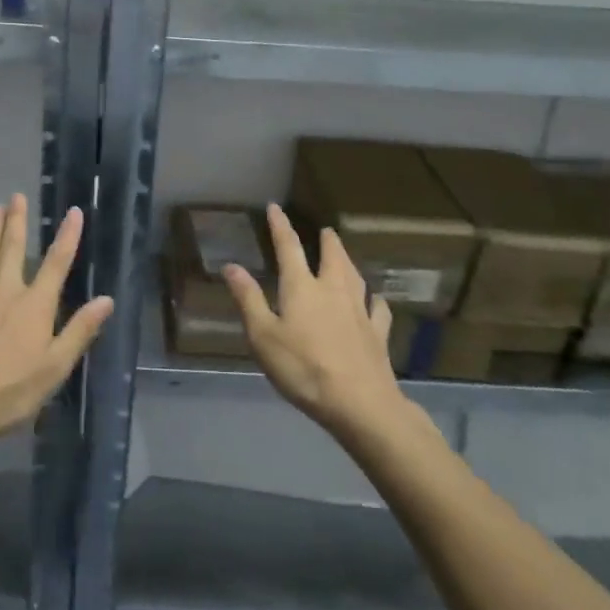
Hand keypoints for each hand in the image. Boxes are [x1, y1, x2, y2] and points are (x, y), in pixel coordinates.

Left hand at [0, 194, 113, 444]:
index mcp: (34, 306)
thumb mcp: (55, 367)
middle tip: (17, 196)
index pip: (57, 264)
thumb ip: (80, 331)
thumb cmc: (10, 392)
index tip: (74, 212)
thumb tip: (106, 299)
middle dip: (17, 222)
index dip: (67, 237)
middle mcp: (5, 292)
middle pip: (13, 250)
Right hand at [222, 203, 408, 437]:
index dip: (280, 226)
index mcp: (302, 287)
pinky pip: (379, 309)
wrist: (359, 402)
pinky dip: (375, 300)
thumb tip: (231, 265)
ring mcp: (360, 310)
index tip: (275, 207)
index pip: (289, 247)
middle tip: (326, 230)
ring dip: (349, 262)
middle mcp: (333, 290)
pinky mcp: (378, 333)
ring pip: (356, 276)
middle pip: (332, 256)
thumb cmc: (303, 368)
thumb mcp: (263, 336)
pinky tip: (376, 301)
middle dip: (327, 241)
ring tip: (345, 257)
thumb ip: (248, 299)